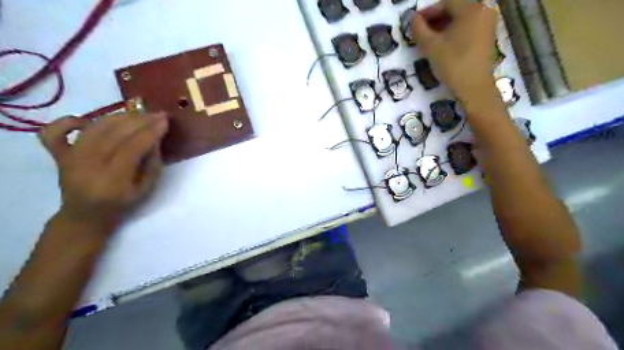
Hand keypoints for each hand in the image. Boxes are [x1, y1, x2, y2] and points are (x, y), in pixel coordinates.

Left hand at [39, 112, 169, 231]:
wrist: (85, 216)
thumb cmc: (121, 205)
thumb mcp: (146, 190)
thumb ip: (152, 165)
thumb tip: (155, 140)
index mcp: (113, 179)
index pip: (133, 147)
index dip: (150, 132)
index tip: (165, 120)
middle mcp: (88, 165)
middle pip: (115, 134)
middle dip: (140, 121)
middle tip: (157, 113)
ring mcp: (70, 158)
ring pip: (94, 128)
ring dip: (118, 117)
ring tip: (137, 113)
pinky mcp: (58, 155)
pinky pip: (55, 132)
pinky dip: (69, 121)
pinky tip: (89, 120)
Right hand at [414, 0, 497, 102]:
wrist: (474, 87)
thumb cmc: (452, 64)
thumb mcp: (431, 47)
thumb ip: (419, 29)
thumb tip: (411, 18)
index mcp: (471, 9)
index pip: (446, 2)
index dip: (427, 11)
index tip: (414, 23)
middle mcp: (483, 10)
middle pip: (455, 8)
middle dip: (436, 18)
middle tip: (420, 32)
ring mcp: (488, 23)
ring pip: (461, 18)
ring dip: (444, 26)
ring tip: (429, 40)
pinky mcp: (488, 36)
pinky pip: (468, 27)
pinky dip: (454, 31)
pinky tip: (444, 44)